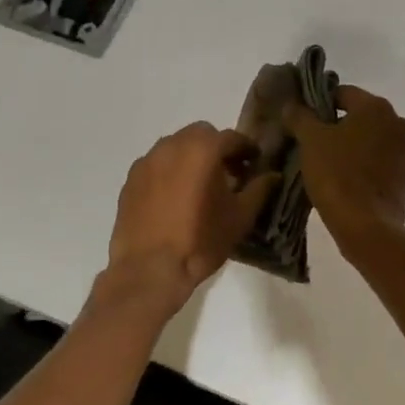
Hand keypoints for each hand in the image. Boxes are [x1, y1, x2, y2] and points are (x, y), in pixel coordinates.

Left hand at [106, 123, 278, 301]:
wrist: (150, 269)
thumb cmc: (201, 241)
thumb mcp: (240, 217)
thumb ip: (259, 189)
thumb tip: (273, 175)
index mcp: (202, 149)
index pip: (232, 138)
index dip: (247, 149)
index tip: (255, 163)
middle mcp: (172, 145)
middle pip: (201, 135)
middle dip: (217, 148)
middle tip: (228, 173)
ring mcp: (147, 161)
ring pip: (175, 146)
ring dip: (191, 157)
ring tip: (199, 185)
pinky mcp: (130, 179)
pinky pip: (156, 165)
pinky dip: (169, 171)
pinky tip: (174, 197)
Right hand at [282, 85, 404, 246]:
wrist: (365, 224)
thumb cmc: (336, 173)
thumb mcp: (310, 139)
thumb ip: (300, 116)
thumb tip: (292, 105)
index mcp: (377, 107)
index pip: (343, 94)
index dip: (321, 104)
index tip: (305, 121)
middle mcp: (399, 123)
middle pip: (363, 117)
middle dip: (341, 125)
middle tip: (317, 142)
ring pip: (375, 140)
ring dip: (358, 146)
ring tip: (333, 162)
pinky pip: (384, 163)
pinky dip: (370, 166)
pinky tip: (351, 179)